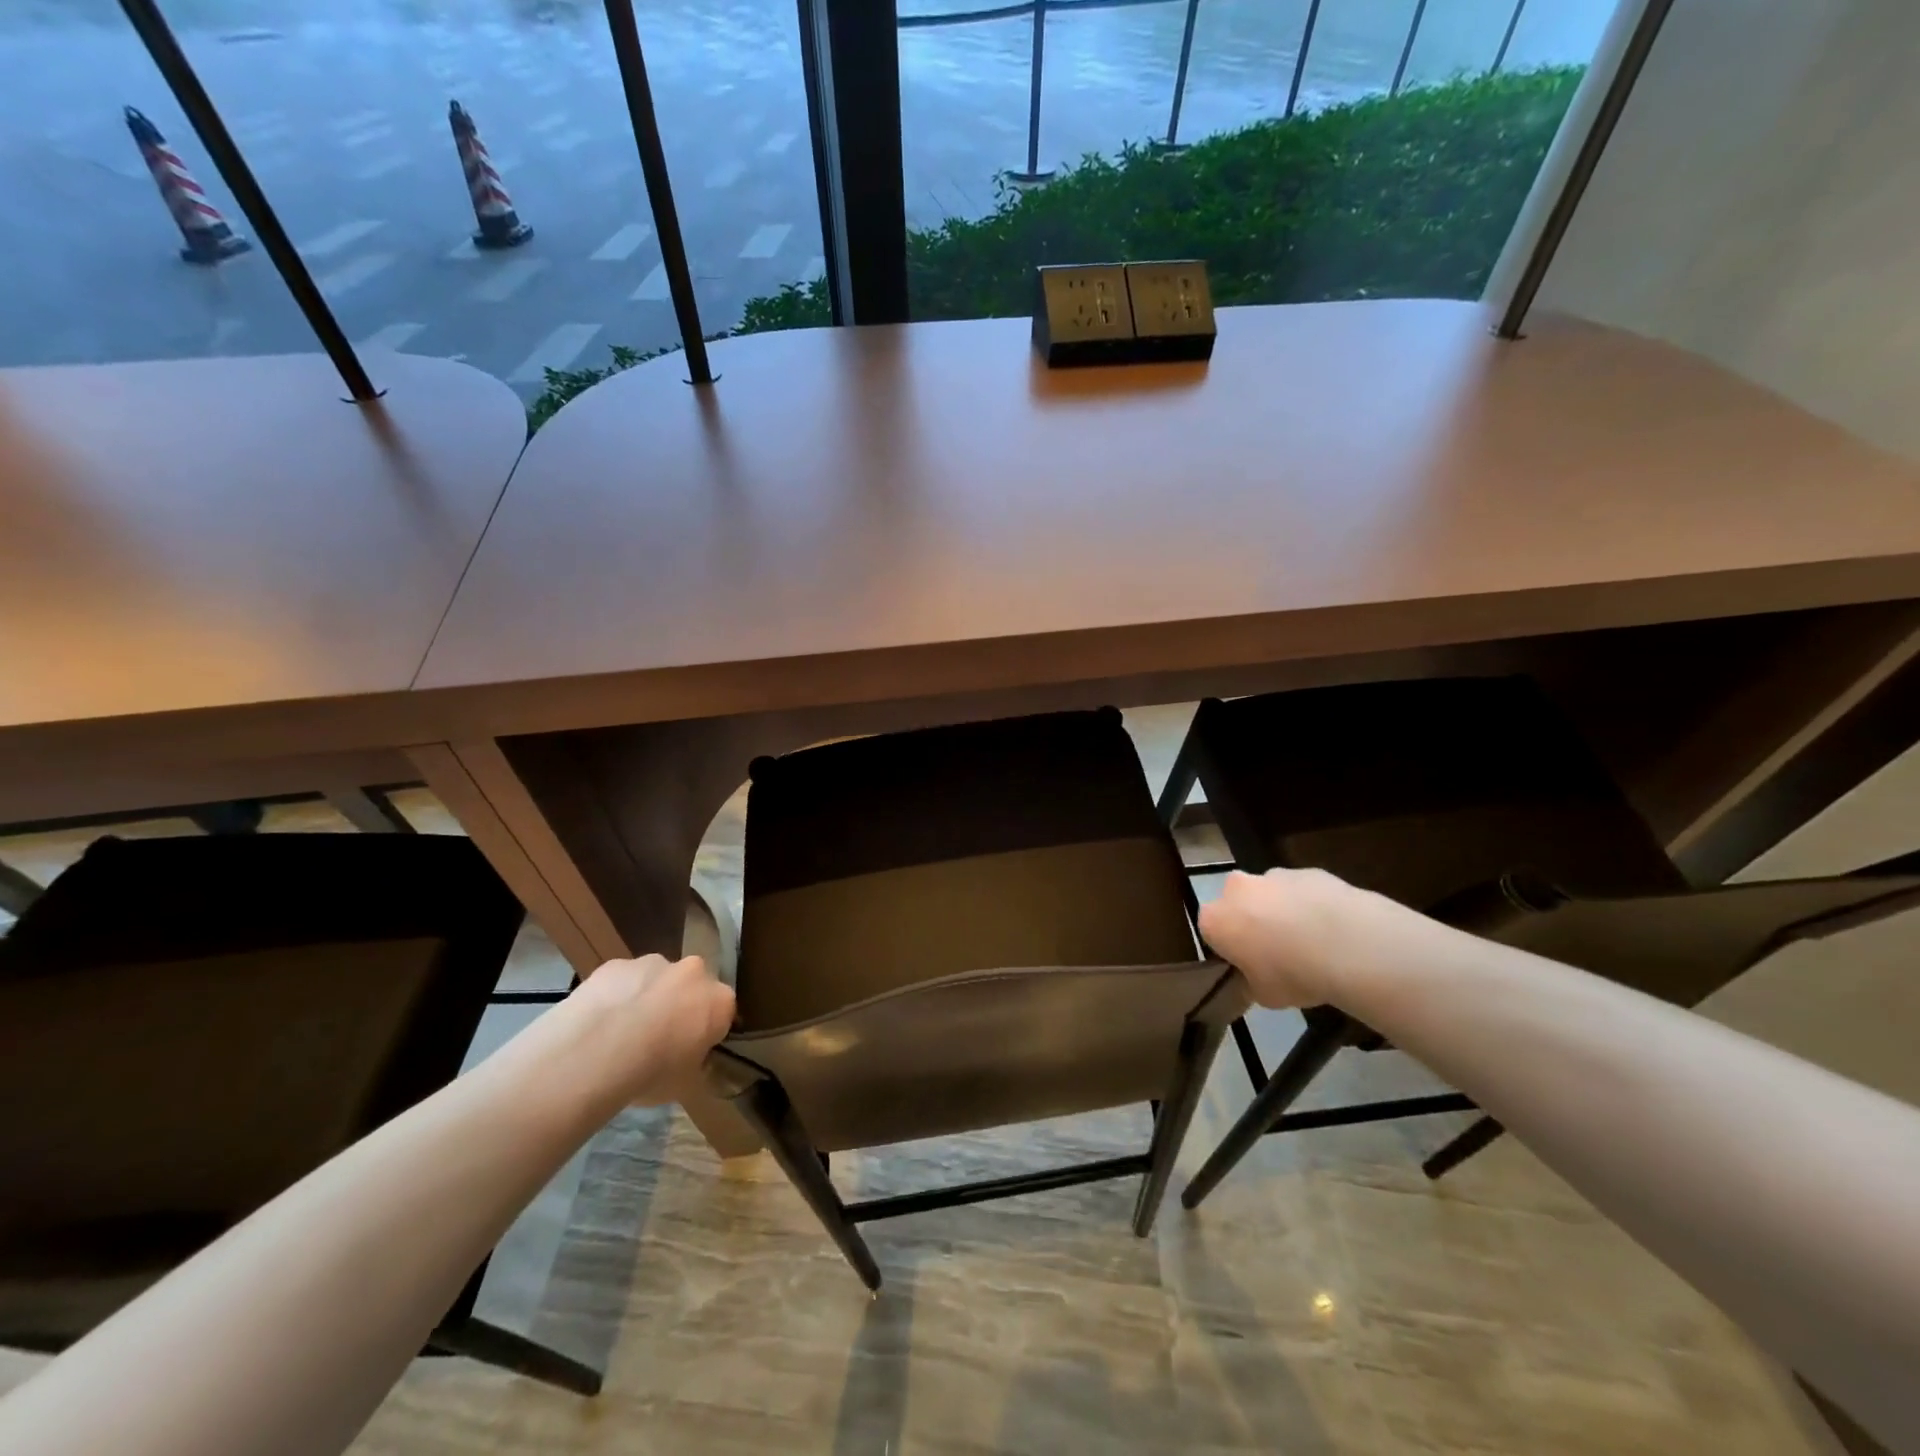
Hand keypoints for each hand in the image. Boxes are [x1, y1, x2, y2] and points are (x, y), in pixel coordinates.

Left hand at [567, 954, 735, 1107]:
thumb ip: (696, 1065)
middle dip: (679, 1005)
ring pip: (655, 979)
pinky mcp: (615, 964)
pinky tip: (598, 1023)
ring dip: (646, 997)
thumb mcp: (686, 1084)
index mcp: (719, 1000)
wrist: (595, 1053)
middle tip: (658, 1039)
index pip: (722, 1012)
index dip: (706, 1031)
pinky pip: (621, 980)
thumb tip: (693, 1061)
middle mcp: (692, 972)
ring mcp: (652, 962)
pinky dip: (615, 995)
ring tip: (621, 1033)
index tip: (691, 1050)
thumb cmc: (652, 1073)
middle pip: (690, 986)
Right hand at [1198, 868, 1423, 1008]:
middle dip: (1252, 922)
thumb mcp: (1264, 996)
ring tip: (1312, 943)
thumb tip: (1255, 979)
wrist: (1347, 944)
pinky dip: (1312, 906)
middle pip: (1238, 904)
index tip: (1249, 966)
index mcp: (1215, 919)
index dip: (1230, 950)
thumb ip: (1251, 982)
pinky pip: (1303, 891)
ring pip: (1271, 894)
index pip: (1212, 932)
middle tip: (1278, 952)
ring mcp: (1273, 875)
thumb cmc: (1293, 974)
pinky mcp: (1308, 871)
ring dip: (1283, 912)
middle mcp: (1236, 889)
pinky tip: (1334, 931)